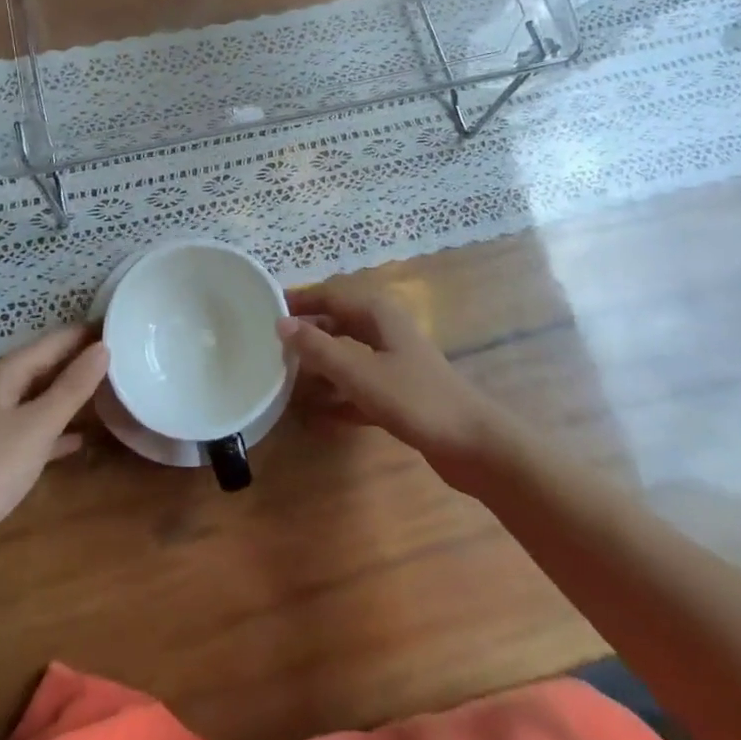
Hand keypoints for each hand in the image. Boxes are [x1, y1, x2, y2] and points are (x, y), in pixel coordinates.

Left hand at [0, 325, 107, 565]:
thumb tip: (105, 347)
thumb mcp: (40, 423)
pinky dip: (60, 428)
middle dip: (81, 360)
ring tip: (112, 388)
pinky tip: (83, 437)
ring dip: (73, 392)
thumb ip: (74, 385)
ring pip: (43, 396)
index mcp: (4, 374)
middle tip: (125, 355)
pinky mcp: (1, 453)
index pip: (53, 341)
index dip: (84, 333)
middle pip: (46, 365)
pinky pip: (38, 428)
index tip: (121, 326)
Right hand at [279, 289, 511, 483]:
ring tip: (284, 375)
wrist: (475, 445)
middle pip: (338, 322)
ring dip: (319, 362)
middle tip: (270, 344)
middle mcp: (385, 330)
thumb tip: (281, 323)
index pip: (330, 294)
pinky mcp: (399, 393)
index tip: (265, 308)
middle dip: (307, 331)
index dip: (299, 300)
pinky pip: (358, 384)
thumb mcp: (360, 373)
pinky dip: (337, 392)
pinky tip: (314, 411)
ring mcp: (394, 362)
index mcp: (377, 313)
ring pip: (347, 353)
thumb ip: (318, 348)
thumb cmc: (415, 399)